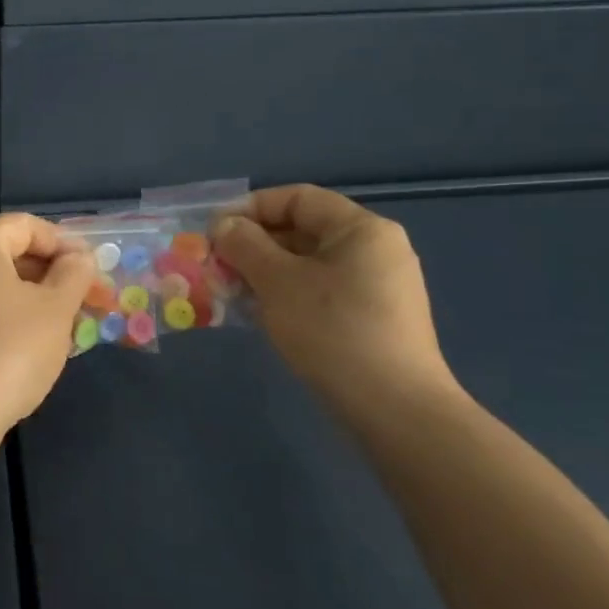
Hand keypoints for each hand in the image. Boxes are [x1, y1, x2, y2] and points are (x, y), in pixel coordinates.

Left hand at [0, 214, 96, 443]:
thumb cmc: (8, 351)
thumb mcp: (56, 308)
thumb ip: (74, 273)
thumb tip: (78, 258)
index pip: (24, 225)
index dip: (63, 242)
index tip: (92, 271)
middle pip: (7, 253)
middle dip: (52, 273)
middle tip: (86, 300)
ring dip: (34, 297)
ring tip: (68, 326)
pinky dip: (8, 317)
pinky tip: (34, 345)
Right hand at [214, 184, 456, 410]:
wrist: (394, 410)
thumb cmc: (333, 331)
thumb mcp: (278, 281)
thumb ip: (246, 245)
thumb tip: (225, 225)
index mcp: (361, 229)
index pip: (298, 198)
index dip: (251, 207)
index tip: (214, 230)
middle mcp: (375, 250)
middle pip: (303, 230)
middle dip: (254, 244)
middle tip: (216, 263)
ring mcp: (377, 287)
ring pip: (308, 265)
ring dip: (264, 272)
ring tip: (229, 289)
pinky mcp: (372, 320)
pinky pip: (320, 292)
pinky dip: (286, 294)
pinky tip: (258, 314)